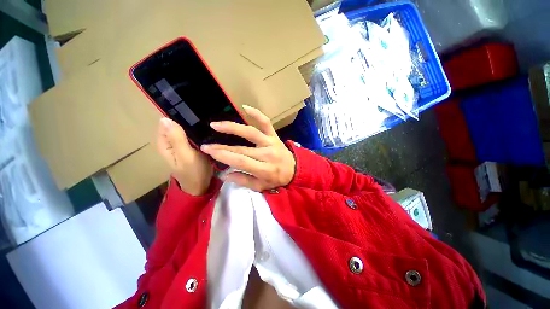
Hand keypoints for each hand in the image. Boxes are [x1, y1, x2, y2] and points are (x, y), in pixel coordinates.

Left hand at [157, 118, 213, 195]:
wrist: (201, 185)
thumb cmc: (193, 172)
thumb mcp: (185, 155)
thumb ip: (177, 138)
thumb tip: (165, 119)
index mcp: (165, 142)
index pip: (166, 122)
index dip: (178, 116)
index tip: (193, 114)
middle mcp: (171, 141)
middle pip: (176, 124)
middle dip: (188, 120)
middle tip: (203, 120)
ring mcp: (181, 144)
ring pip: (185, 129)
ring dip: (194, 126)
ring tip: (206, 123)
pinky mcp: (190, 146)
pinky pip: (192, 135)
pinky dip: (198, 132)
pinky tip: (207, 130)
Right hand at [200, 105, 295, 190]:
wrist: (294, 170)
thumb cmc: (276, 179)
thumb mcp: (261, 186)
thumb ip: (243, 181)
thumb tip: (225, 174)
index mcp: (264, 169)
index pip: (241, 161)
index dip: (223, 156)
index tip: (209, 152)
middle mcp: (267, 154)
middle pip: (242, 149)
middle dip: (222, 147)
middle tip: (206, 145)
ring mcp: (271, 142)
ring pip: (251, 133)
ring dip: (233, 128)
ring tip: (216, 125)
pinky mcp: (274, 135)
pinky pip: (266, 123)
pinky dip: (256, 114)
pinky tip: (244, 107)